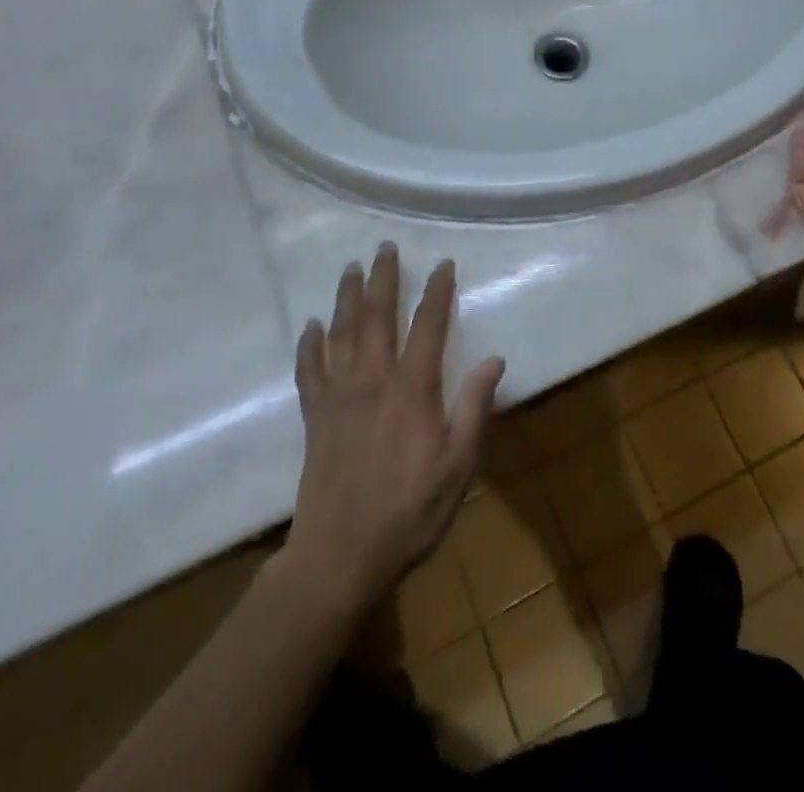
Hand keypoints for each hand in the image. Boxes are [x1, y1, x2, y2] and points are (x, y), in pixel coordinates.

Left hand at [285, 244, 504, 611]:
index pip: (429, 327)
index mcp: (412, 390)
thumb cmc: (409, 512)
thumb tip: (494, 359)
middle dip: (384, 279)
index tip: (443, 264)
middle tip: (384, 247)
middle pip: (377, 317)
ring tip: (351, 269)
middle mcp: (373, 381)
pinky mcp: (315, 418)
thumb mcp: (458, 465)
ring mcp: (339, 397)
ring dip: (346, 297)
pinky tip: (310, 326)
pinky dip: (309, 344)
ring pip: (341, 333)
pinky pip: (309, 370)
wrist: (338, 557)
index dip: (437, 292)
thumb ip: (474, 408)